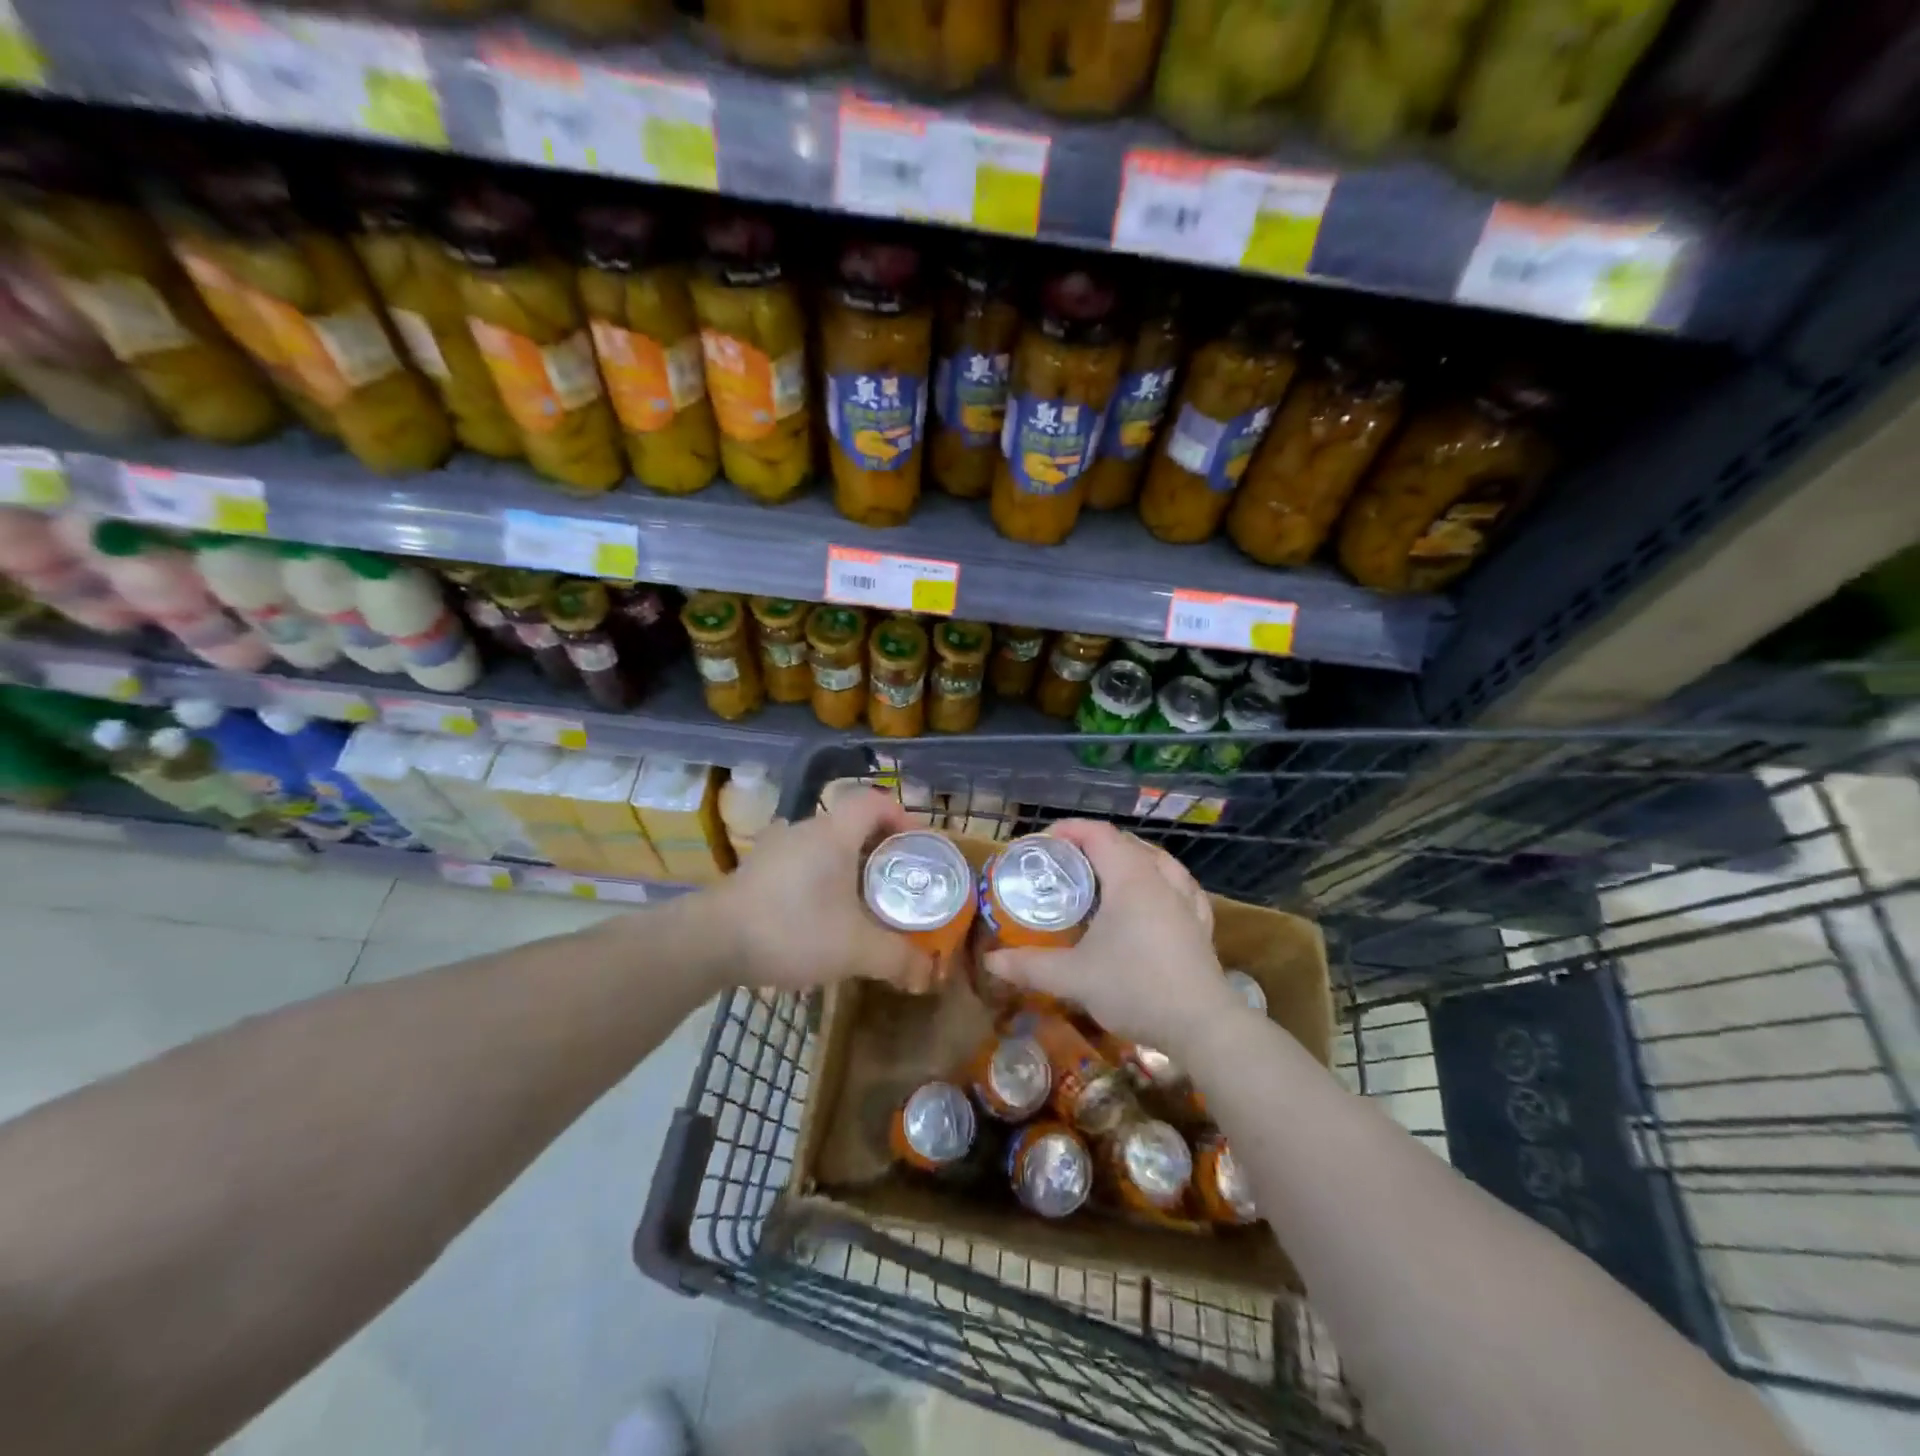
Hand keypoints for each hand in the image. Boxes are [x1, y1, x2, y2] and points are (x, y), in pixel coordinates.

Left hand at [706, 788, 936, 993]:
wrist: (711, 941)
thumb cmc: (792, 929)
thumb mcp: (854, 949)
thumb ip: (896, 958)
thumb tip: (928, 975)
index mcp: (834, 833)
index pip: (874, 800)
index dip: (900, 815)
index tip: (914, 845)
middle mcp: (804, 830)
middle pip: (850, 824)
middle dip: (877, 849)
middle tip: (894, 881)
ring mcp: (774, 848)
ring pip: (822, 845)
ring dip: (844, 866)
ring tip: (859, 902)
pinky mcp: (754, 870)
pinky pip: (798, 863)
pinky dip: (816, 880)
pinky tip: (817, 915)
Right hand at [982, 820, 1238, 1054]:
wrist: (1202, 1026)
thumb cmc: (1135, 988)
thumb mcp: (1074, 977)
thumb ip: (1030, 966)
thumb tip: (991, 961)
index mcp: (1130, 878)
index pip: (1097, 833)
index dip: (1067, 830)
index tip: (1040, 844)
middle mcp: (1160, 879)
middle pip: (1125, 842)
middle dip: (1092, 844)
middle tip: (1064, 864)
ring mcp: (1185, 901)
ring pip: (1157, 860)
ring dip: (1128, 857)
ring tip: (1105, 874)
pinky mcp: (1199, 924)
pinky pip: (1178, 885)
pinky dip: (1159, 880)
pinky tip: (1154, 896)